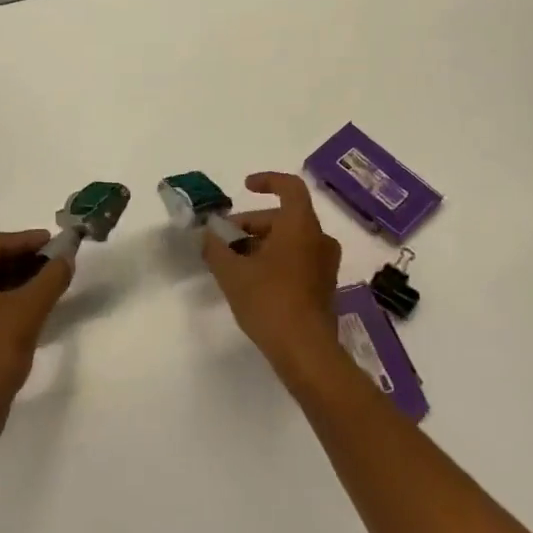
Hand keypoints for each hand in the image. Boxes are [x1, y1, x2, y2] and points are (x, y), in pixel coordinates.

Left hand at [0, 230, 71, 438]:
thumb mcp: (29, 309)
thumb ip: (51, 277)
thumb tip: (67, 257)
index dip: (28, 240)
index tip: (57, 241)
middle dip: (24, 259)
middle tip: (56, 260)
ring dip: (17, 278)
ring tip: (49, 280)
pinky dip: (5, 297)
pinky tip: (32, 303)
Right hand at [201, 174, 342, 383]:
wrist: (305, 350)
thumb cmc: (269, 301)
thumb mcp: (232, 273)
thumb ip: (216, 248)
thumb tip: (208, 235)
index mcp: (300, 226)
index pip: (290, 187)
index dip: (267, 181)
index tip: (245, 188)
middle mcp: (319, 239)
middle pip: (283, 217)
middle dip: (251, 224)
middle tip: (223, 240)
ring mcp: (324, 264)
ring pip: (289, 240)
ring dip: (261, 243)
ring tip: (232, 262)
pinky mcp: (323, 286)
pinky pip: (297, 259)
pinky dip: (275, 259)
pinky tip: (251, 280)